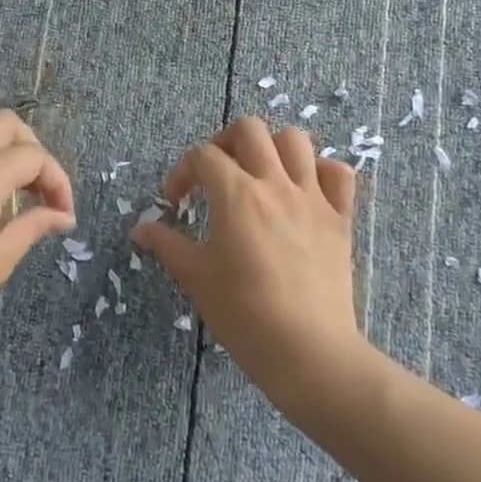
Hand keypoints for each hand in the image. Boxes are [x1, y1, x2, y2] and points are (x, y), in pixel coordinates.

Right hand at [132, 117, 363, 402]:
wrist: (308, 352)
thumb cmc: (244, 315)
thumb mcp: (196, 278)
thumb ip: (167, 244)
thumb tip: (140, 229)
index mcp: (236, 195)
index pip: (203, 156)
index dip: (183, 172)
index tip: (177, 202)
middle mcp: (275, 184)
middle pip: (249, 130)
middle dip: (224, 143)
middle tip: (217, 175)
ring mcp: (312, 198)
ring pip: (296, 140)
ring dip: (272, 148)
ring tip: (260, 174)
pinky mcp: (340, 218)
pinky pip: (339, 173)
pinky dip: (321, 171)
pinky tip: (305, 190)